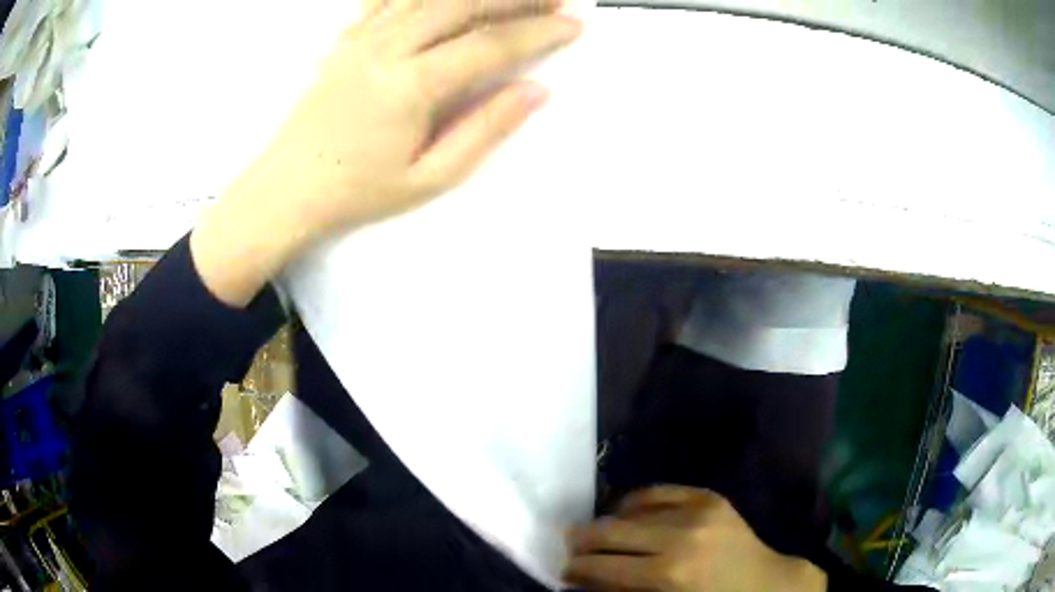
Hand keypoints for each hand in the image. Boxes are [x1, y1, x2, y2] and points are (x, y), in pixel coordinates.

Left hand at [191, 0, 581, 305]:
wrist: (286, 189)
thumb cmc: (356, 192)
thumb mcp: (429, 177)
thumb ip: (485, 130)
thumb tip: (536, 91)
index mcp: (410, 86)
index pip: (489, 45)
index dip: (538, 32)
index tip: (574, 25)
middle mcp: (386, 48)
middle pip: (463, 5)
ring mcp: (361, 38)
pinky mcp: (346, 39)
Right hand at [565, 486, 826, 591]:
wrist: (763, 582)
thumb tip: (585, 580)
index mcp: (668, 574)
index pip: (604, 567)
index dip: (577, 569)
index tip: (564, 571)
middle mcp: (679, 536)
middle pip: (611, 532)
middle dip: (583, 542)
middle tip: (570, 549)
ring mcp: (697, 510)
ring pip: (630, 510)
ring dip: (609, 523)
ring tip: (599, 534)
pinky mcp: (708, 497)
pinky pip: (658, 492)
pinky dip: (635, 502)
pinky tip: (626, 512)